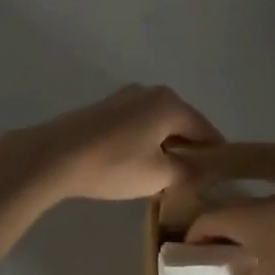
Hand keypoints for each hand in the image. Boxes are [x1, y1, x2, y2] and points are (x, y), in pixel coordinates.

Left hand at [0, 85, 222, 203]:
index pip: (206, 131)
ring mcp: (124, 97)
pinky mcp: (103, 109)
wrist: (54, 156)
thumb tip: (204, 172)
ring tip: (163, 177)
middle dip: (188, 151)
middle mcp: (150, 92)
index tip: (220, 180)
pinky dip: (143, 143)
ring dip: (164, 147)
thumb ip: (188, 172)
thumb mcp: (158, 175)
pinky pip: (136, 126)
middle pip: (181, 124)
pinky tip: (136, 165)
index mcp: (170, 103)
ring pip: (157, 125)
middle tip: (192, 182)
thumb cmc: (113, 164)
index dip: (215, 156)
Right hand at [187, 192, 274, 274]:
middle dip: (224, 240)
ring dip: (253, 239)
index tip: (191, 256)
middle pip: (230, 220)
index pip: (204, 223)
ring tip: (256, 263)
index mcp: (238, 218)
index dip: (194, 239)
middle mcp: (256, 205)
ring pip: (258, 221)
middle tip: (222, 263)